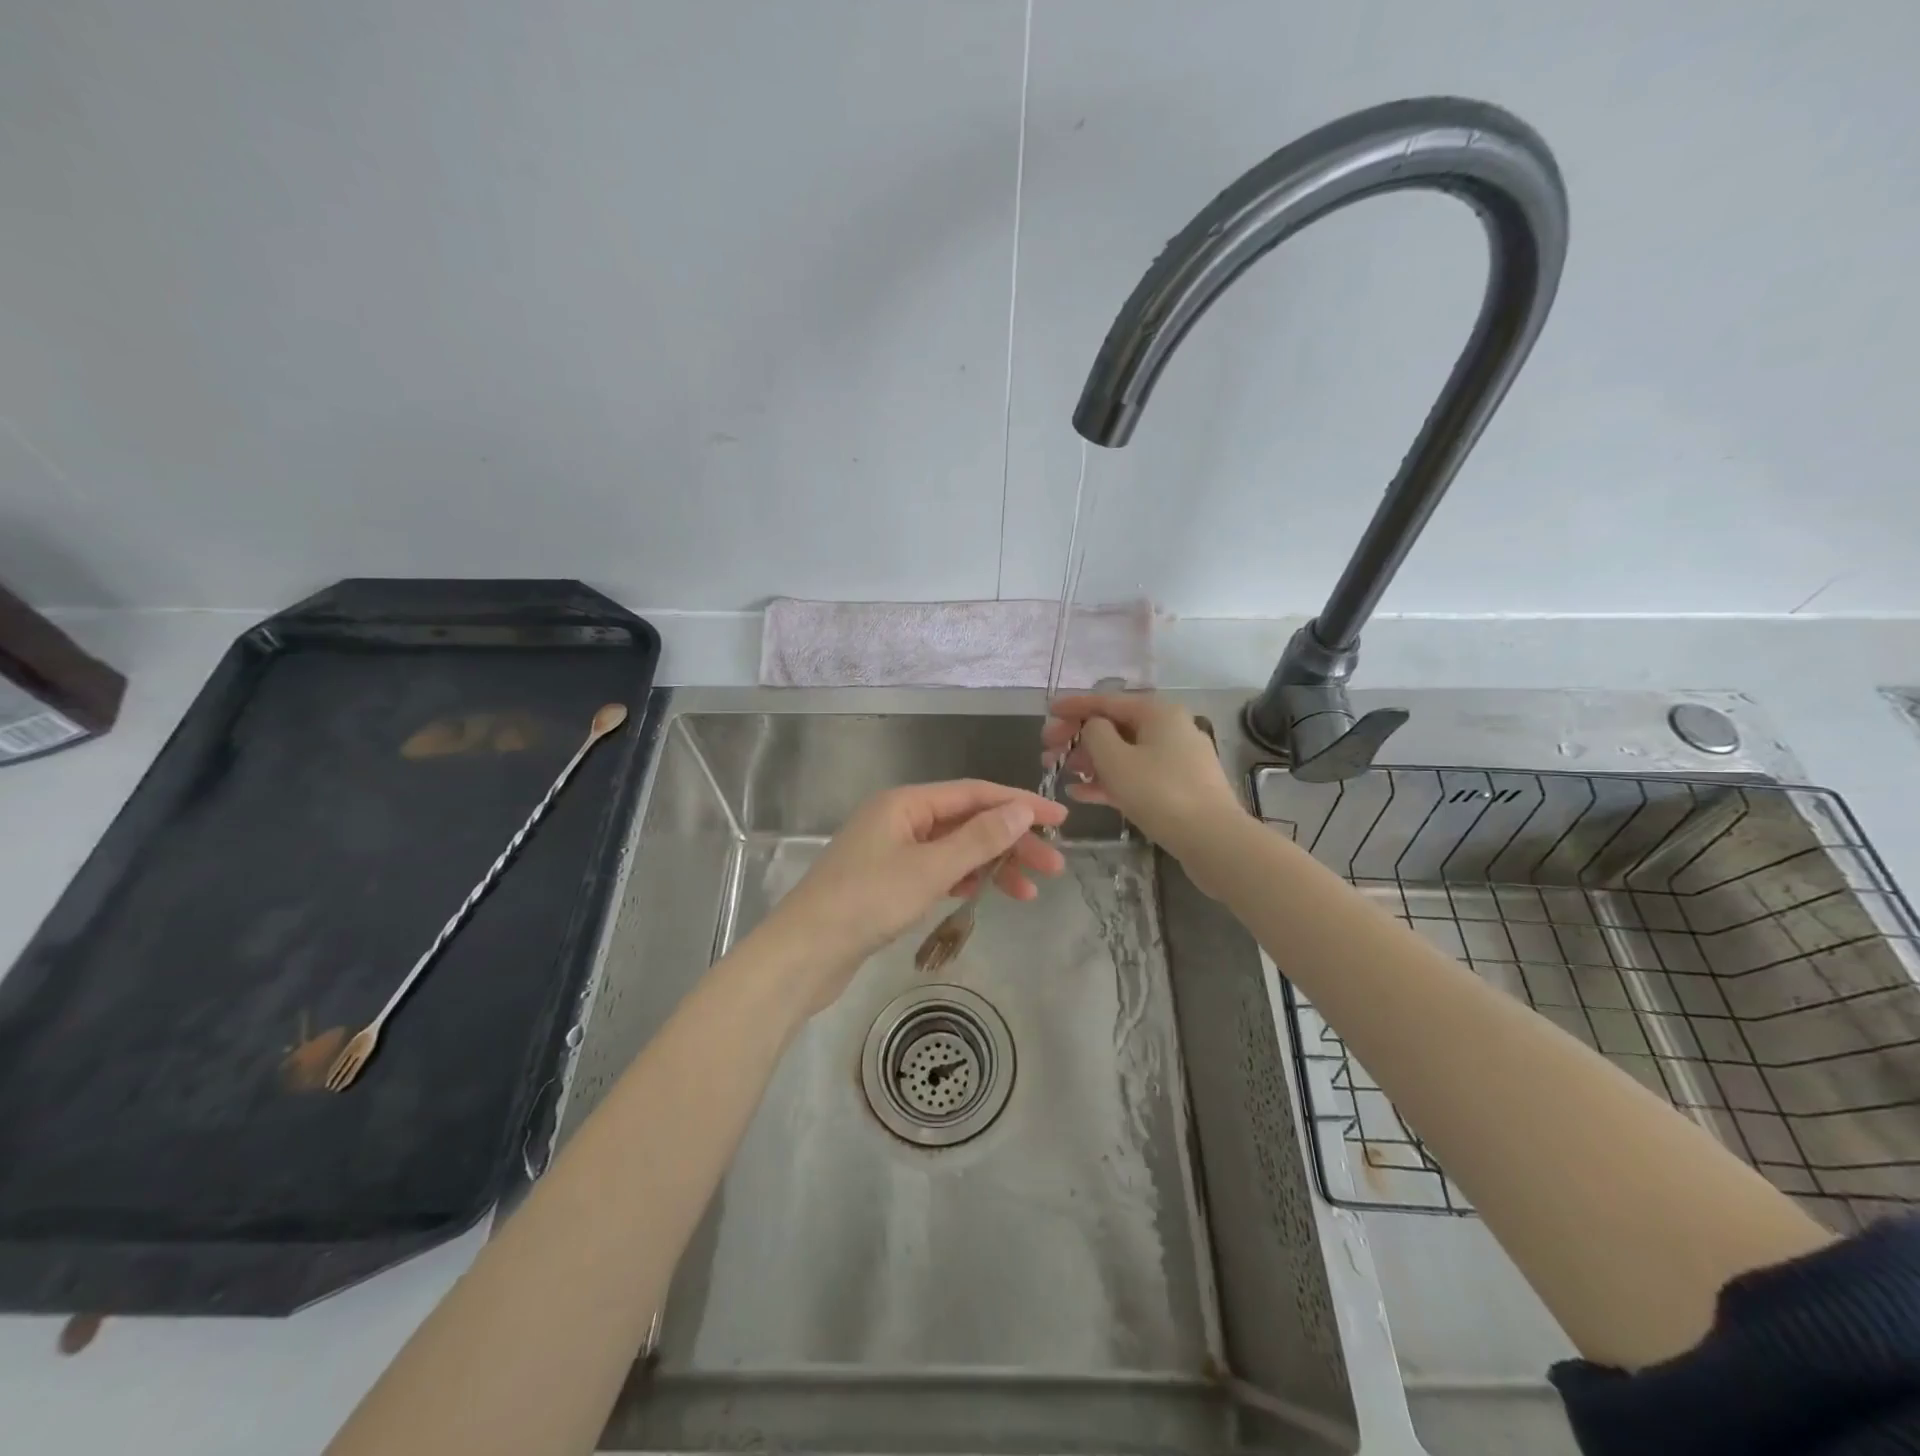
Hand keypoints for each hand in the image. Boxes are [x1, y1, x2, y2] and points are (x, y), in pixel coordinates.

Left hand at [766, 780, 1067, 1009]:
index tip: (1060, 820)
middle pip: (967, 821)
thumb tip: (1022, 809)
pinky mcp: (888, 883)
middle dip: (1011, 841)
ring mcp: (892, 852)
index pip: (974, 794)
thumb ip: (978, 839)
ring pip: (954, 849)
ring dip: (992, 865)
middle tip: (1054, 866)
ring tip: (1030, 892)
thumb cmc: (867, 902)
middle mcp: (899, 819)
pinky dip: (964, 881)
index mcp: (906, 803)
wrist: (804, 953)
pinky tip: (987, 895)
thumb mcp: (930, 869)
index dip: (1020, 804)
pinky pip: (938, 871)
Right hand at [1042, 694, 1243, 866]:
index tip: (1047, 711)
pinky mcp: (1176, 787)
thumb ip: (1094, 734)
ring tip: (1061, 775)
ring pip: (1123, 753)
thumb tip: (1093, 727)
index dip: (1073, 705)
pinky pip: (1135, 776)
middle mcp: (1169, 728)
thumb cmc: (1159, 792)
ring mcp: (1175, 759)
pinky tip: (1080, 794)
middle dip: (1077, 738)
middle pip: (1114, 727)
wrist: (1213, 840)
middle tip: (1048, 752)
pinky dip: (1108, 781)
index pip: (1106, 700)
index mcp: (1157, 712)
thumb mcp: (1115, 759)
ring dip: (1089, 761)